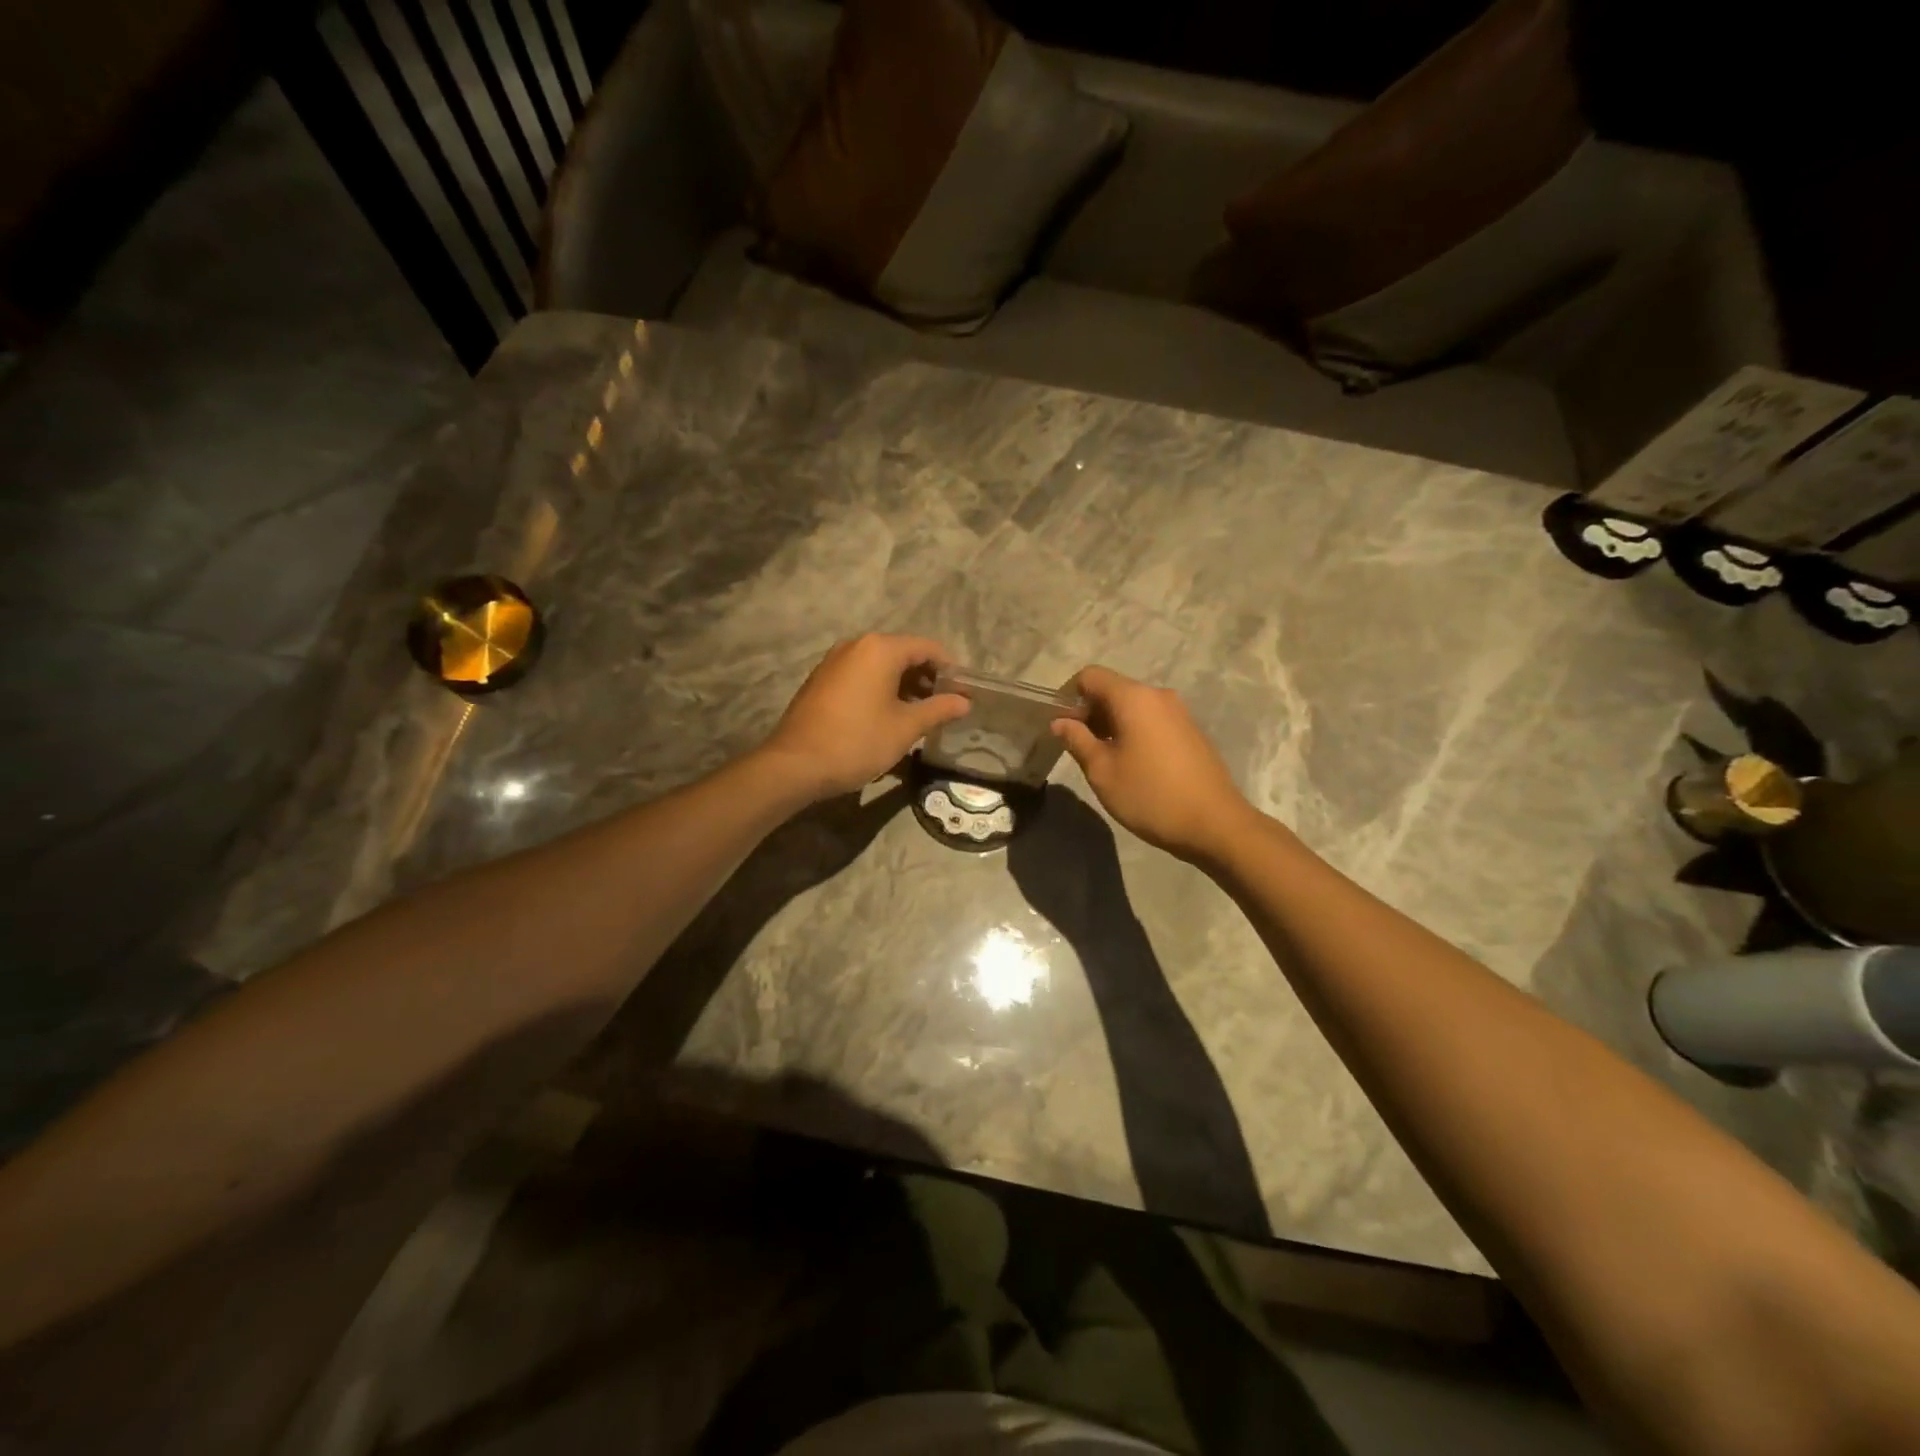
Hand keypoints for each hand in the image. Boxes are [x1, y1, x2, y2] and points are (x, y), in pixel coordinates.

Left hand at [761, 634, 969, 799]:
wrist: (795, 765)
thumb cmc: (857, 741)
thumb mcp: (905, 728)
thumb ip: (938, 709)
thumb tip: (964, 702)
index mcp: (880, 649)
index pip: (928, 648)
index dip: (950, 669)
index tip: (965, 693)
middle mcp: (856, 645)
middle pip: (903, 653)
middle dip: (927, 678)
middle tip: (946, 706)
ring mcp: (835, 661)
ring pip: (881, 666)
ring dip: (905, 685)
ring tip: (921, 714)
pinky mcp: (822, 680)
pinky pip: (861, 676)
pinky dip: (881, 689)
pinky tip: (889, 715)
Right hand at [1052, 666, 1256, 861]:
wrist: (1215, 824)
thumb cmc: (1150, 796)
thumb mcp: (1102, 771)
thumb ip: (1077, 740)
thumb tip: (1060, 722)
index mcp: (1134, 698)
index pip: (1091, 676)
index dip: (1069, 696)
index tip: (1060, 726)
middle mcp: (1158, 695)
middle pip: (1113, 689)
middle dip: (1089, 712)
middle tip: (1077, 747)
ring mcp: (1178, 712)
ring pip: (1133, 706)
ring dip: (1111, 724)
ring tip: (1102, 759)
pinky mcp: (1190, 731)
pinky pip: (1151, 719)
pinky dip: (1133, 731)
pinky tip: (1131, 764)